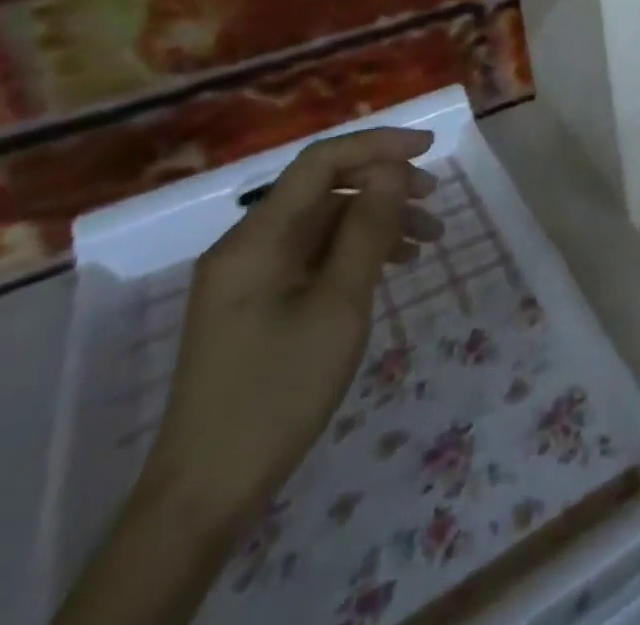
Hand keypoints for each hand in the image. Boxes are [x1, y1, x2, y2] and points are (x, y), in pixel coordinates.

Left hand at [137, 128, 443, 532]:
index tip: (428, 148)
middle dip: (383, 186)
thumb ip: (367, 229)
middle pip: (323, 191)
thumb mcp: (338, 305)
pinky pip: (312, 257)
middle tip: (435, 200)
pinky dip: (354, 252)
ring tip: (427, 242)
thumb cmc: (278, 392)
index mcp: (257, 238)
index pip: (320, 162)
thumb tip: (391, 169)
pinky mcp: (256, 304)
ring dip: (375, 222)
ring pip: (322, 224)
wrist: (205, 495)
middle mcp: (247, 245)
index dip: (376, 144)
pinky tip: (390, 268)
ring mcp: (248, 276)